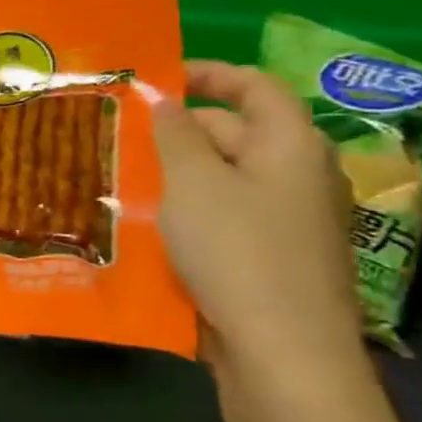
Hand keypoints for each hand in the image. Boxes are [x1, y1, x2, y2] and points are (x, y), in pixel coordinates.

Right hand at [153, 61, 365, 383]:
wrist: (282, 347)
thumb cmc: (236, 250)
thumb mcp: (193, 183)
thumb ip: (175, 136)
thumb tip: (165, 102)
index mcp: (290, 146)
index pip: (256, 87)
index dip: (210, 74)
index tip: (158, 77)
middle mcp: (299, 175)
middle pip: (238, 132)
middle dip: (181, 128)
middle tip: (122, 133)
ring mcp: (289, 218)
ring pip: (227, 176)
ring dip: (180, 170)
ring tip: (126, 174)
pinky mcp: (272, 255)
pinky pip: (227, 212)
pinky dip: (190, 206)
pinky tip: (151, 221)